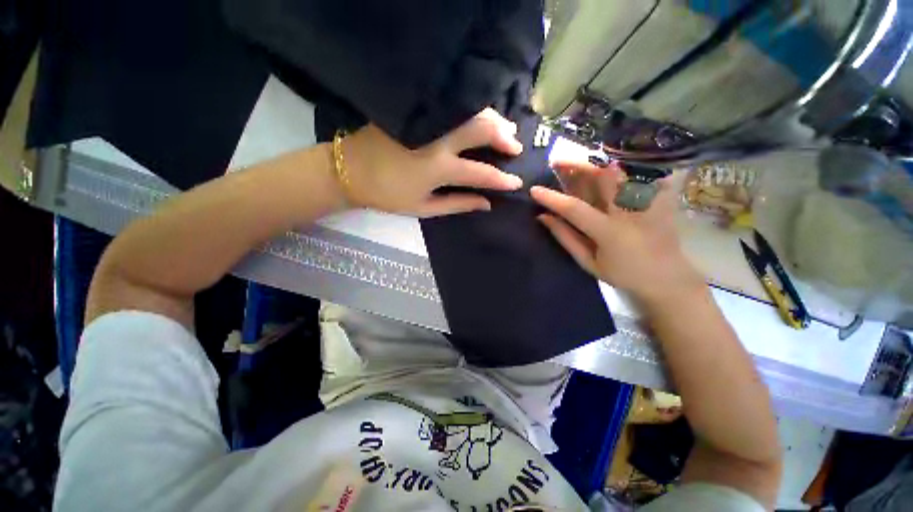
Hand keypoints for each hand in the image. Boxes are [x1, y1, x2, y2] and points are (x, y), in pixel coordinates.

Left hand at [341, 108, 523, 216]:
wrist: (350, 169)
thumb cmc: (388, 195)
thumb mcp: (424, 207)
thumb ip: (457, 204)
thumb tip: (486, 203)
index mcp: (437, 169)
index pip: (480, 172)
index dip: (502, 179)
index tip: (517, 182)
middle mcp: (436, 140)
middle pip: (480, 128)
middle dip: (503, 136)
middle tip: (515, 146)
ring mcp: (427, 121)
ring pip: (469, 111)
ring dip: (493, 119)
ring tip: (506, 129)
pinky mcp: (416, 111)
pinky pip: (453, 106)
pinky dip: (473, 112)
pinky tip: (480, 117)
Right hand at [531, 160, 704, 303]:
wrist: (667, 279)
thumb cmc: (623, 275)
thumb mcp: (589, 262)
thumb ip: (566, 238)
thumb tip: (543, 217)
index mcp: (609, 231)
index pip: (574, 208)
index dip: (552, 198)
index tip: (534, 190)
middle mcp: (628, 211)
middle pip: (601, 177)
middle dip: (576, 165)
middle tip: (557, 161)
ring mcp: (647, 202)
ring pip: (619, 171)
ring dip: (595, 162)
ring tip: (577, 161)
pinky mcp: (660, 198)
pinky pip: (641, 173)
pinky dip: (623, 166)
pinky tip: (609, 163)